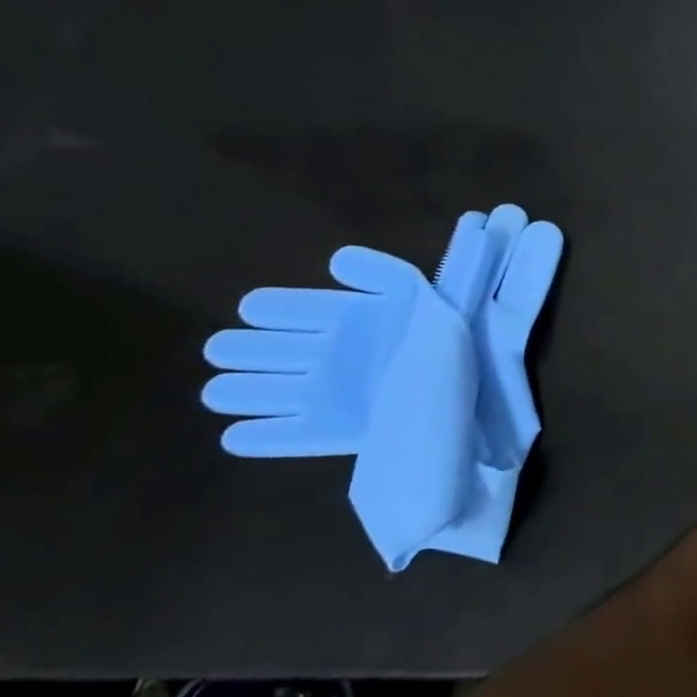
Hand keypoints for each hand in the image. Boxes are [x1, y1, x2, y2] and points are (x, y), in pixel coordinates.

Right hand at [202, 247, 432, 456]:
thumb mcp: (436, 310)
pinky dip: (257, 437)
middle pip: (267, 348)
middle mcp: (337, 355)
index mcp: (358, 321)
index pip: (297, 308)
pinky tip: (240, 434)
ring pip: (261, 388)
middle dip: (243, 349)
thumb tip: (338, 259)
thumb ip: (391, 278)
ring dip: (239, 389)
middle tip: (228, 351)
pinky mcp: (332, 433)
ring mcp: (331, 394)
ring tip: (225, 391)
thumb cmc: (451, 361)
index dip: (273, 307)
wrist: (471, 423)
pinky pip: (281, 435)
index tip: (256, 310)